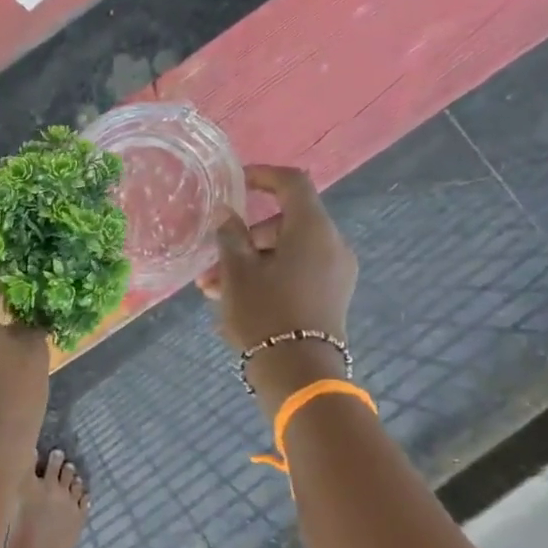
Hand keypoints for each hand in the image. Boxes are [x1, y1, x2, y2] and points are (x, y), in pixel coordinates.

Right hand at [198, 166, 357, 406]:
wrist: (298, 372)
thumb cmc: (264, 313)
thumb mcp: (236, 273)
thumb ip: (230, 236)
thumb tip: (227, 214)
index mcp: (312, 230)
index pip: (292, 183)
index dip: (263, 175)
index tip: (235, 182)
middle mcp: (332, 244)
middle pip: (285, 223)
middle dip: (244, 238)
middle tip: (212, 262)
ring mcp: (335, 272)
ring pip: (286, 252)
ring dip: (250, 262)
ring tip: (212, 290)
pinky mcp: (331, 296)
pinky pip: (296, 272)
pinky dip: (268, 276)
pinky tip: (236, 300)